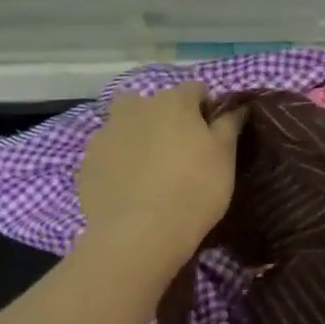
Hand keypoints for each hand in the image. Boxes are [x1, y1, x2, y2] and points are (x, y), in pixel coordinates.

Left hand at [77, 84, 243, 247]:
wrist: (140, 234)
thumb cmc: (195, 187)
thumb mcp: (225, 155)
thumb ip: (229, 124)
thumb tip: (237, 107)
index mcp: (172, 101)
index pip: (196, 89)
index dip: (207, 108)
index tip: (214, 133)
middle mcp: (135, 108)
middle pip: (153, 103)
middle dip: (166, 118)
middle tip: (180, 149)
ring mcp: (105, 135)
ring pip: (126, 126)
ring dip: (139, 137)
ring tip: (152, 170)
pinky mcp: (87, 164)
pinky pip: (109, 155)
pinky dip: (119, 163)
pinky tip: (131, 188)